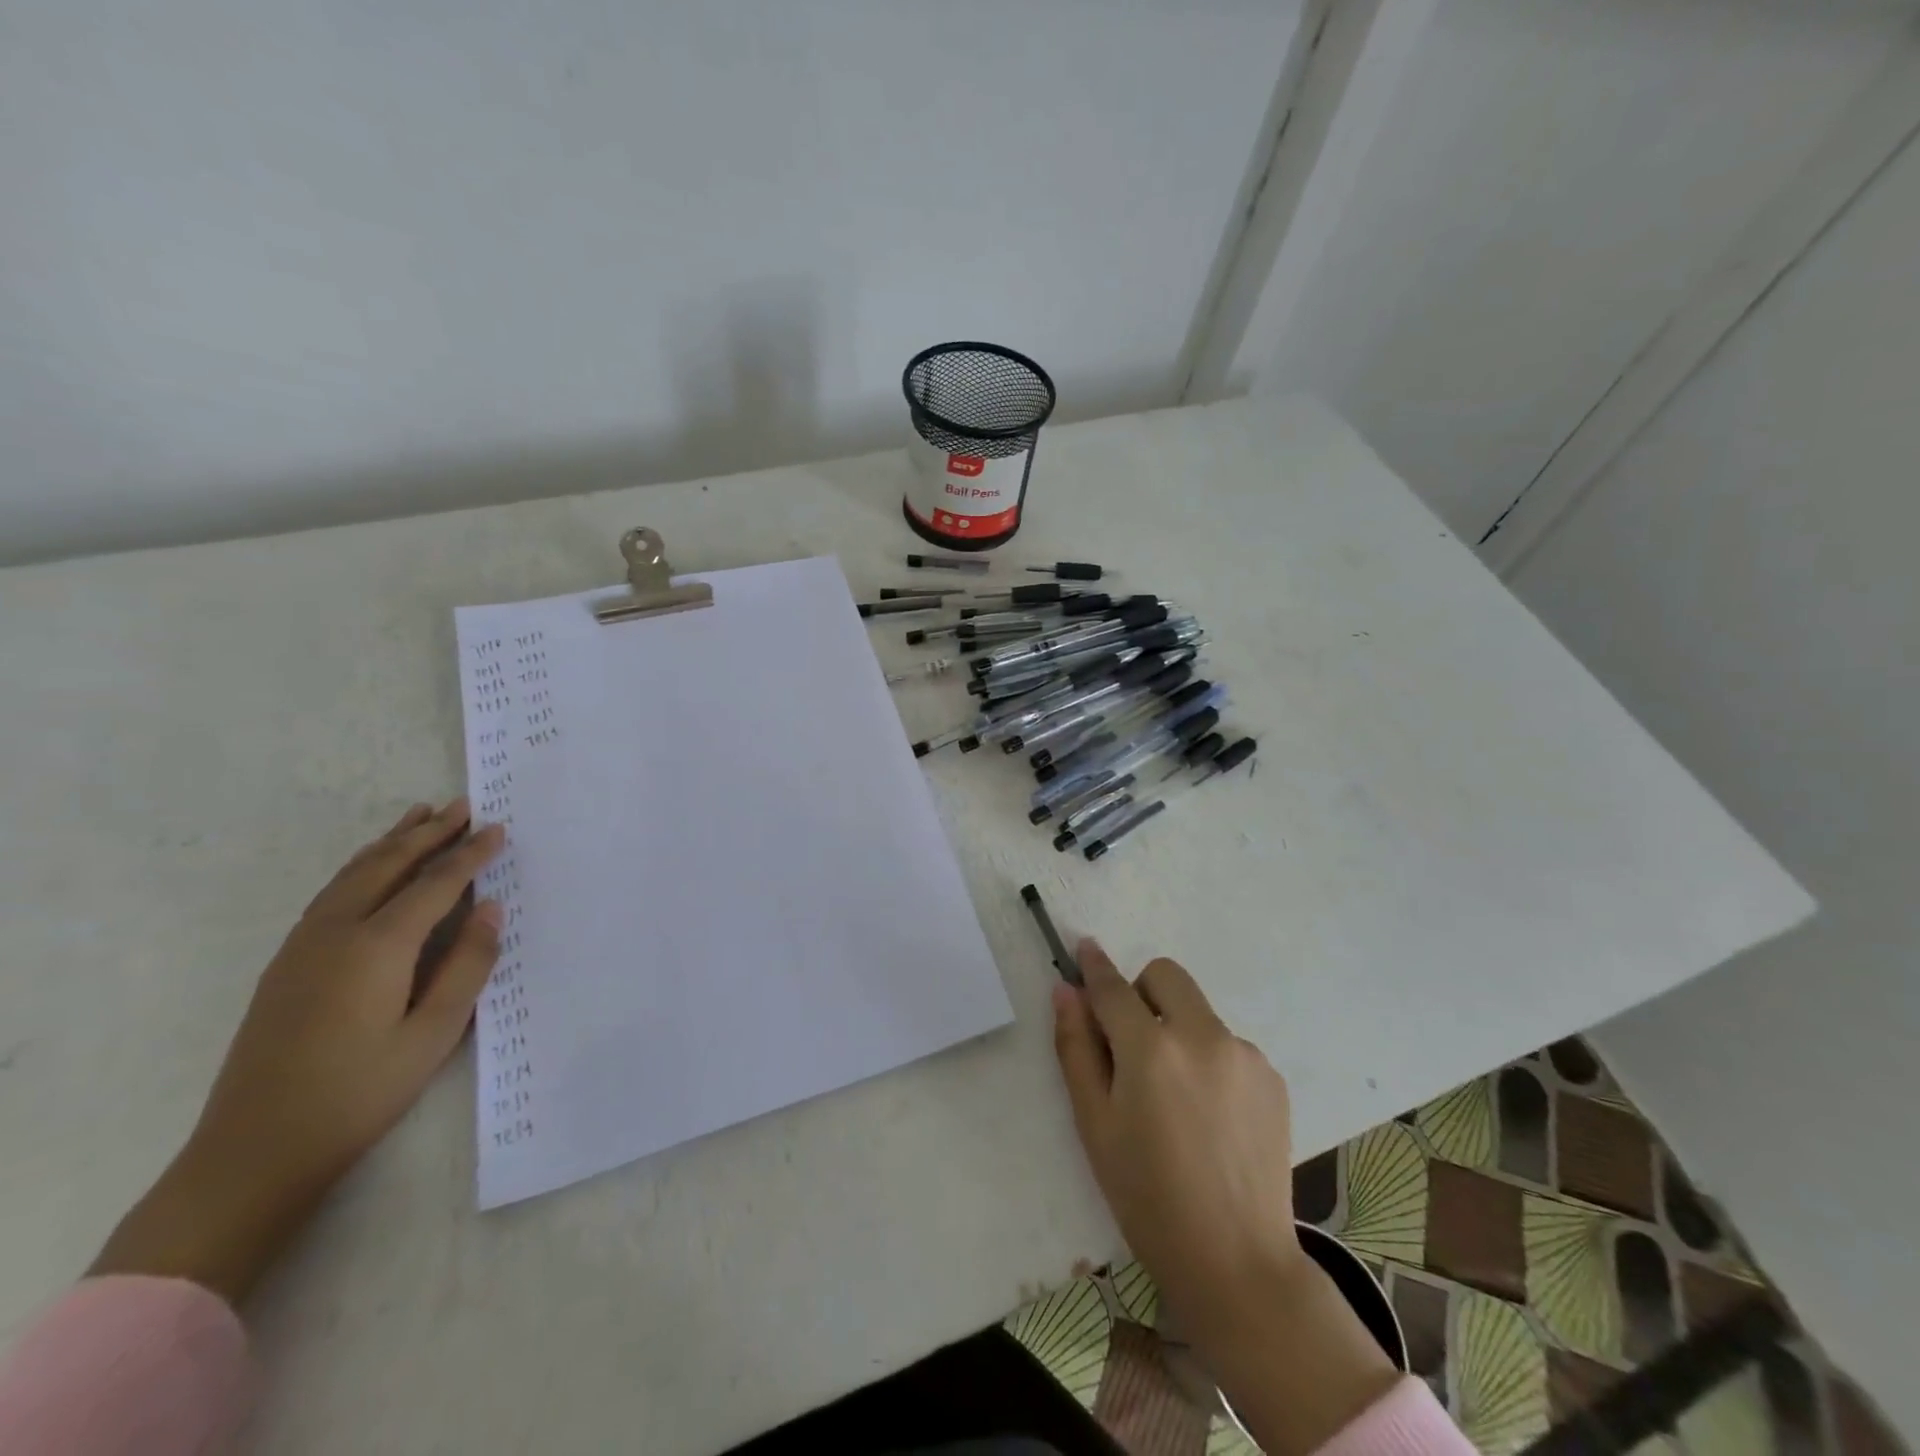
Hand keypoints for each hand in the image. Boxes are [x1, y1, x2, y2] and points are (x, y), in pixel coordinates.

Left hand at [90, 799, 505, 1304]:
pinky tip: (373, 868)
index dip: (470, 854)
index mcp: (377, 947)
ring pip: (353, 874)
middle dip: (429, 832)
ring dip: (391, 842)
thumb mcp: (433, 1034)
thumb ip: (467, 967)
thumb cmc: (359, 1092)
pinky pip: (332, 893)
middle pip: (388, 865)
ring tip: (420, 816)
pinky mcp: (287, 963)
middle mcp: (336, 932)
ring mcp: (303, 946)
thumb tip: (492, 910)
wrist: (254, 1149)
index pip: (435, 883)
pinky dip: (362, 867)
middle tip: (462, 805)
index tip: (498, 828)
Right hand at [1053, 941, 1397, 1455]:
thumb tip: (1065, 990)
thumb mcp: (1095, 1123)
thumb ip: (1076, 1047)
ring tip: (1175, 1095)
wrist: (1237, 1262)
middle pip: (1165, 975)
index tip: (1085, 947)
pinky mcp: (1271, 1076)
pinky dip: (1208, 1058)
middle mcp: (1202, 1036)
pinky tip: (1209, 1114)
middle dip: (1141, 992)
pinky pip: (1227, 1043)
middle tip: (1132, 1043)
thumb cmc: (1147, 1196)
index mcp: (1151, 1049)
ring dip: (1177, 1029)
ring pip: (1198, 1010)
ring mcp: (1244, 1054)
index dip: (1095, 965)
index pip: (1113, 987)